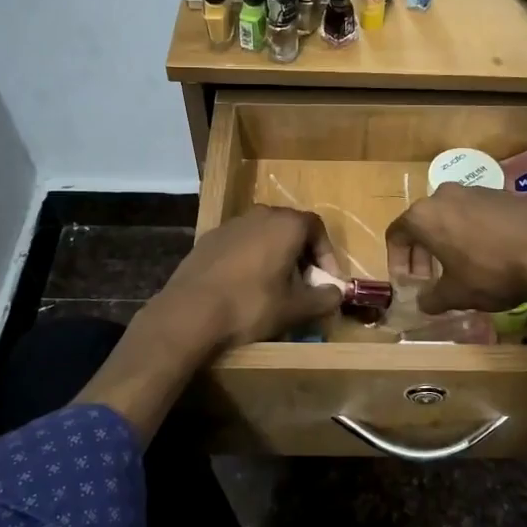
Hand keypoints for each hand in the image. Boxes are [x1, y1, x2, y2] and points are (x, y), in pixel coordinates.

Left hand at [154, 205, 343, 352]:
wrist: (190, 312)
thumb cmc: (251, 305)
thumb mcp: (295, 308)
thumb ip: (323, 298)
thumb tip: (336, 293)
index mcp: (286, 224)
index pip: (317, 228)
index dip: (327, 255)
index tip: (327, 281)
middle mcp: (260, 214)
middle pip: (290, 228)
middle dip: (302, 255)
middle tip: (304, 284)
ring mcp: (231, 224)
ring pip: (264, 235)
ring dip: (276, 256)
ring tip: (276, 286)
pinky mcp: (209, 238)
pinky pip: (241, 244)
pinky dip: (251, 258)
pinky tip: (245, 286)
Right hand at [386, 185, 526, 314]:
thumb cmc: (491, 273)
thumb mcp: (456, 294)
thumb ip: (431, 298)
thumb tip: (423, 302)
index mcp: (424, 215)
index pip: (396, 234)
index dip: (396, 260)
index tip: (407, 282)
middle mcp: (445, 195)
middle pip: (422, 223)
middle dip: (422, 252)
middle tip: (430, 278)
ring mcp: (475, 190)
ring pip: (450, 216)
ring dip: (447, 241)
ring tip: (460, 267)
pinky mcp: (502, 194)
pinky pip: (475, 213)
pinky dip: (472, 232)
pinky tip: (488, 254)